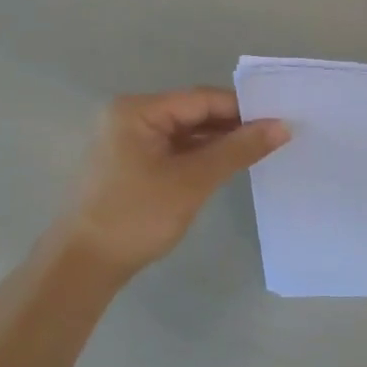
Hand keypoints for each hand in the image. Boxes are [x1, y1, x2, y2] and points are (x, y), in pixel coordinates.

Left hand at [64, 89, 288, 279]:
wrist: (83, 267)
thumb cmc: (136, 217)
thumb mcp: (193, 181)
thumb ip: (238, 149)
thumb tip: (283, 126)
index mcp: (138, 111)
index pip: (202, 99)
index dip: (243, 109)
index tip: (281, 120)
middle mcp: (131, 117)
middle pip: (194, 112)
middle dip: (234, 125)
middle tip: (278, 135)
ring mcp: (130, 141)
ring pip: (187, 133)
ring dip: (220, 142)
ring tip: (262, 150)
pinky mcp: (133, 164)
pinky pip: (176, 150)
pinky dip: (202, 156)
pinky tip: (230, 165)